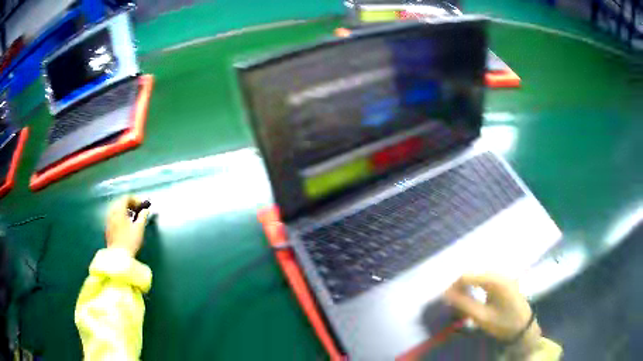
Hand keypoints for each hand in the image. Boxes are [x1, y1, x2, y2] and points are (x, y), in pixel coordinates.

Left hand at [105, 196, 149, 257]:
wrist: (118, 256)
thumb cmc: (130, 241)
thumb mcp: (139, 228)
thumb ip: (143, 217)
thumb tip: (146, 210)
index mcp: (119, 210)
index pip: (126, 197)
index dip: (136, 199)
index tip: (143, 206)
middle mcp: (112, 212)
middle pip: (120, 202)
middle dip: (130, 204)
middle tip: (138, 210)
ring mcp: (108, 219)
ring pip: (116, 209)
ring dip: (125, 210)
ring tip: (132, 217)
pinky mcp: (107, 227)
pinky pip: (114, 216)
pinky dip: (120, 216)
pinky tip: (125, 224)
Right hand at [443, 274, 540, 347]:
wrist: (523, 328)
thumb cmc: (503, 323)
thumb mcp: (482, 317)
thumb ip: (464, 304)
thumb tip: (446, 294)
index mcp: (495, 280)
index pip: (467, 275)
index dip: (453, 286)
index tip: (445, 299)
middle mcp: (500, 273)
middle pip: (474, 272)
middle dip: (460, 285)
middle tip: (452, 300)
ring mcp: (503, 276)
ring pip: (479, 274)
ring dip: (468, 285)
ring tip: (461, 299)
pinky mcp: (505, 281)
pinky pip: (486, 278)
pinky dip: (476, 285)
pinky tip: (473, 295)